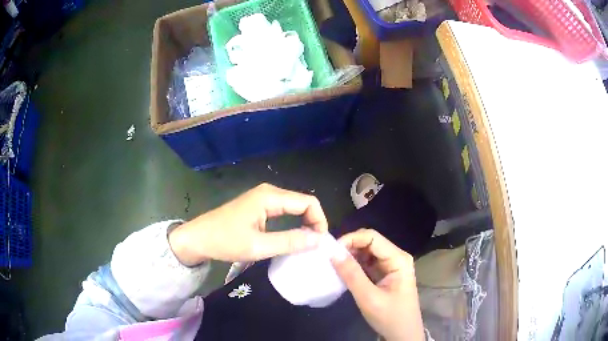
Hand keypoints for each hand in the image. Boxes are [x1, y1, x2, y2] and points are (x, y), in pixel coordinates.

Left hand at [169, 183, 327, 265]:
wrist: (198, 238)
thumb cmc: (225, 241)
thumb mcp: (258, 246)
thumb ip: (289, 242)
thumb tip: (319, 240)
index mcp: (270, 197)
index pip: (308, 202)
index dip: (319, 221)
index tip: (319, 243)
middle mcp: (269, 192)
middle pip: (303, 203)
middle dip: (313, 223)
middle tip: (315, 246)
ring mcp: (263, 198)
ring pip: (295, 207)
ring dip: (304, 224)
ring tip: (306, 245)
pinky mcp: (259, 206)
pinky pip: (284, 212)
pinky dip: (293, 224)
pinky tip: (293, 238)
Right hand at [331, 229, 423, 340]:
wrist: (403, 334)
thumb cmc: (390, 317)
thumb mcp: (369, 298)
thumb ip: (352, 275)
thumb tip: (332, 252)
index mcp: (398, 259)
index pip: (372, 237)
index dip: (351, 239)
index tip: (332, 252)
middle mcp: (396, 257)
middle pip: (370, 242)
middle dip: (349, 247)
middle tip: (330, 259)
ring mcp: (391, 265)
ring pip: (367, 252)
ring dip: (351, 256)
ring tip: (334, 266)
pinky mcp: (385, 274)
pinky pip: (367, 263)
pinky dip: (354, 265)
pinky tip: (344, 272)